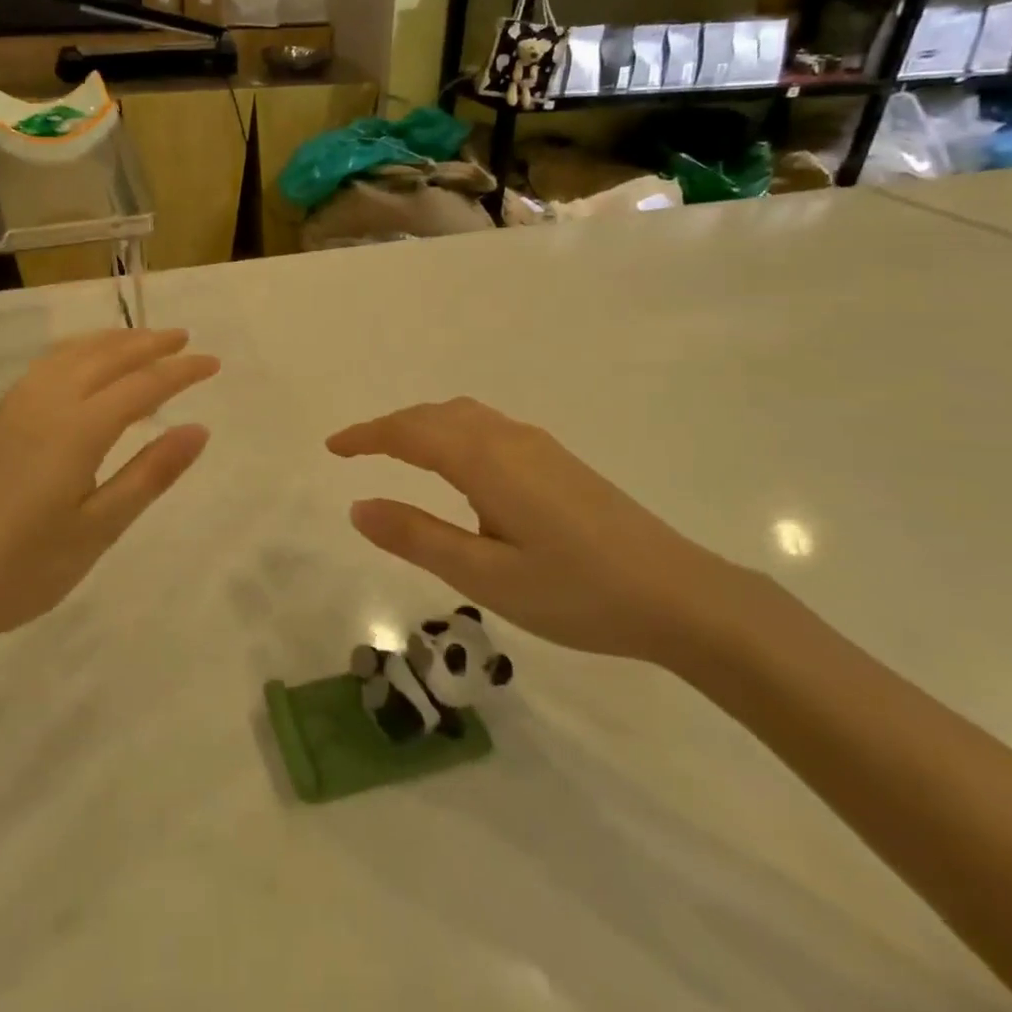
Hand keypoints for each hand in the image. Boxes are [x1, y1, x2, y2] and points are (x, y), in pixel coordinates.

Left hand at [0, 329, 217, 662]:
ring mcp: (11, 407)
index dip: (182, 370)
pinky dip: (76, 353)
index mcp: (78, 428)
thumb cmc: (21, 570)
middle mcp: (45, 402)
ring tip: (138, 341)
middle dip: (148, 343)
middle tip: (183, 338)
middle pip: (106, 356)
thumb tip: (198, 429)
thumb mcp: (98, 529)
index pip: (144, 384)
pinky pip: (44, 366)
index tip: (213, 362)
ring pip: (69, 353)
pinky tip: (80, 367)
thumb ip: (150, 474)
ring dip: (110, 341)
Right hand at [327, 398, 750, 665]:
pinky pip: (488, 428)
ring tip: (397, 453)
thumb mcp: (485, 576)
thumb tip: (358, 506)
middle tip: (355, 451)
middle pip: (436, 415)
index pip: (410, 432)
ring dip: (424, 426)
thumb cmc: (576, 591)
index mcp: (486, 460)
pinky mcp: (559, 462)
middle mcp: (509, 439)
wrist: (679, 595)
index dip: (366, 436)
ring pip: (465, 417)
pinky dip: (453, 433)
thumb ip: (418, 538)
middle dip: (391, 427)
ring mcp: (539, 447)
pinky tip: (459, 468)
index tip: (331, 448)